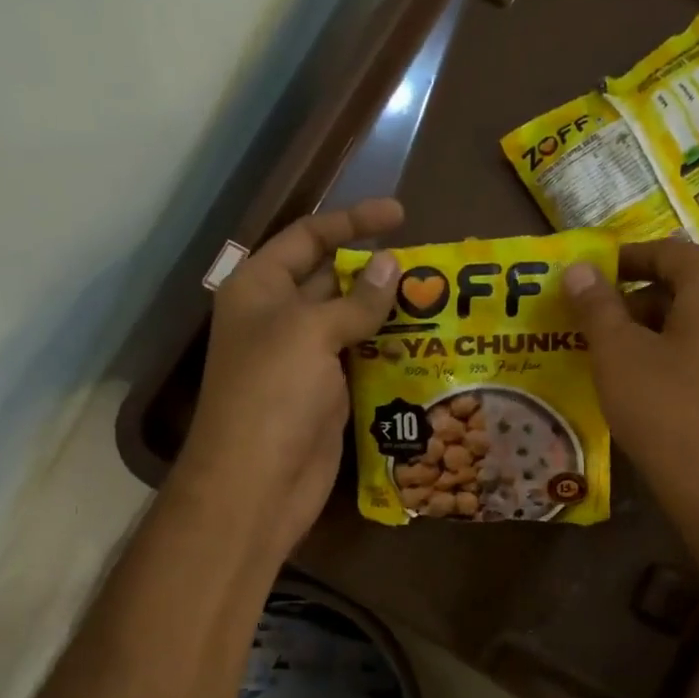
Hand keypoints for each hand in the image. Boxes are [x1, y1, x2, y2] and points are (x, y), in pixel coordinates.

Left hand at [174, 199, 402, 559]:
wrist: (257, 483)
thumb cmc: (272, 394)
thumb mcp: (310, 333)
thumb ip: (355, 300)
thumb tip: (392, 265)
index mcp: (260, 288)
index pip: (308, 237)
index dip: (352, 221)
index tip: (401, 214)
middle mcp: (280, 317)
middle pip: (332, 278)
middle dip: (376, 269)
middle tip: (432, 265)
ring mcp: (304, 358)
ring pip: (352, 322)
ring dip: (390, 312)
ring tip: (441, 300)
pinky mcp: (328, 394)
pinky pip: (363, 360)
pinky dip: (391, 351)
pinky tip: (428, 344)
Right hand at [563, 240, 698, 566]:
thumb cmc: (668, 412)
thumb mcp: (619, 355)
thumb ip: (597, 305)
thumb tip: (579, 268)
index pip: (665, 251)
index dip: (622, 260)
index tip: (586, 278)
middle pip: (684, 284)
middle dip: (633, 300)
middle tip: (591, 325)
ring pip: (698, 320)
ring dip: (653, 329)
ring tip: (612, 358)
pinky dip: (677, 352)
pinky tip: (648, 385)